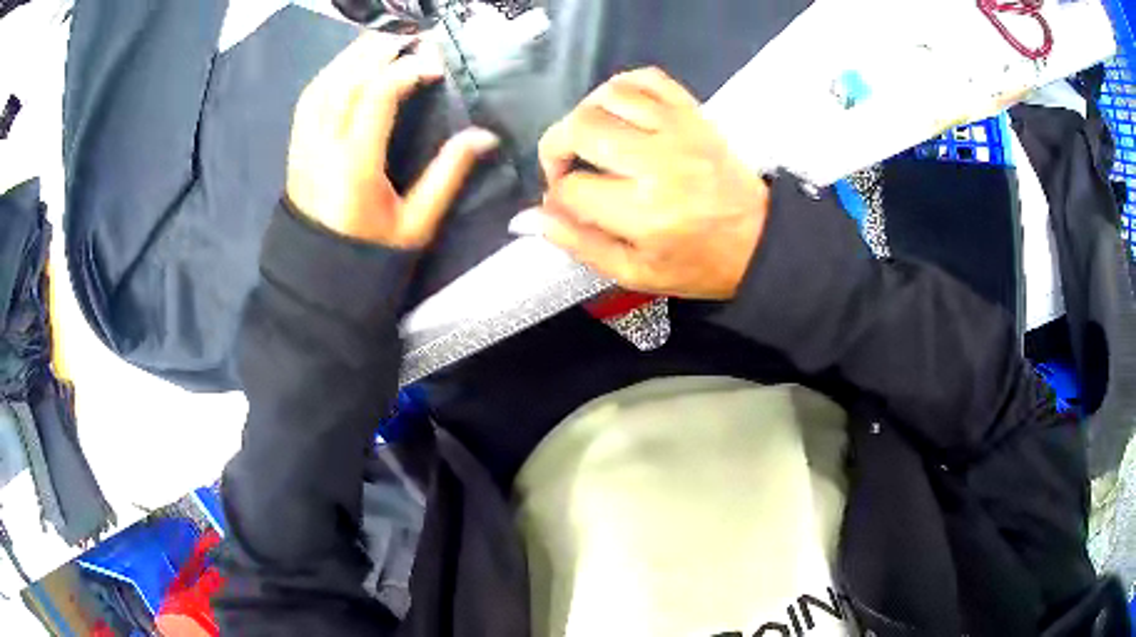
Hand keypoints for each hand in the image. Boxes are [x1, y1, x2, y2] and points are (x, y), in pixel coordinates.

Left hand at [287, 31, 498, 247]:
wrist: (317, 278)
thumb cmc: (369, 255)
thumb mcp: (416, 222)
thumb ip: (448, 174)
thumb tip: (484, 135)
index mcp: (354, 165)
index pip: (377, 96)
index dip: (407, 70)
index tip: (436, 64)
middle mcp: (323, 146)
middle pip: (347, 78)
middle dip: (380, 48)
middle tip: (412, 33)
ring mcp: (304, 144)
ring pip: (325, 82)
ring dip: (355, 55)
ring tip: (385, 40)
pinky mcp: (297, 147)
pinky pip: (310, 97)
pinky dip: (332, 72)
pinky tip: (351, 64)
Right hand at [515, 67, 769, 299]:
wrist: (759, 240)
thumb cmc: (698, 263)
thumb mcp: (635, 273)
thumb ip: (580, 245)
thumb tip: (531, 218)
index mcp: (645, 212)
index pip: (571, 188)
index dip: (557, 196)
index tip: (566, 203)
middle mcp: (659, 162)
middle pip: (579, 128)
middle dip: (555, 147)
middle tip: (566, 167)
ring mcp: (679, 130)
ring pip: (607, 96)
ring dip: (584, 114)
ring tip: (590, 139)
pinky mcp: (693, 114)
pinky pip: (646, 78)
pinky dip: (620, 87)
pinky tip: (616, 109)